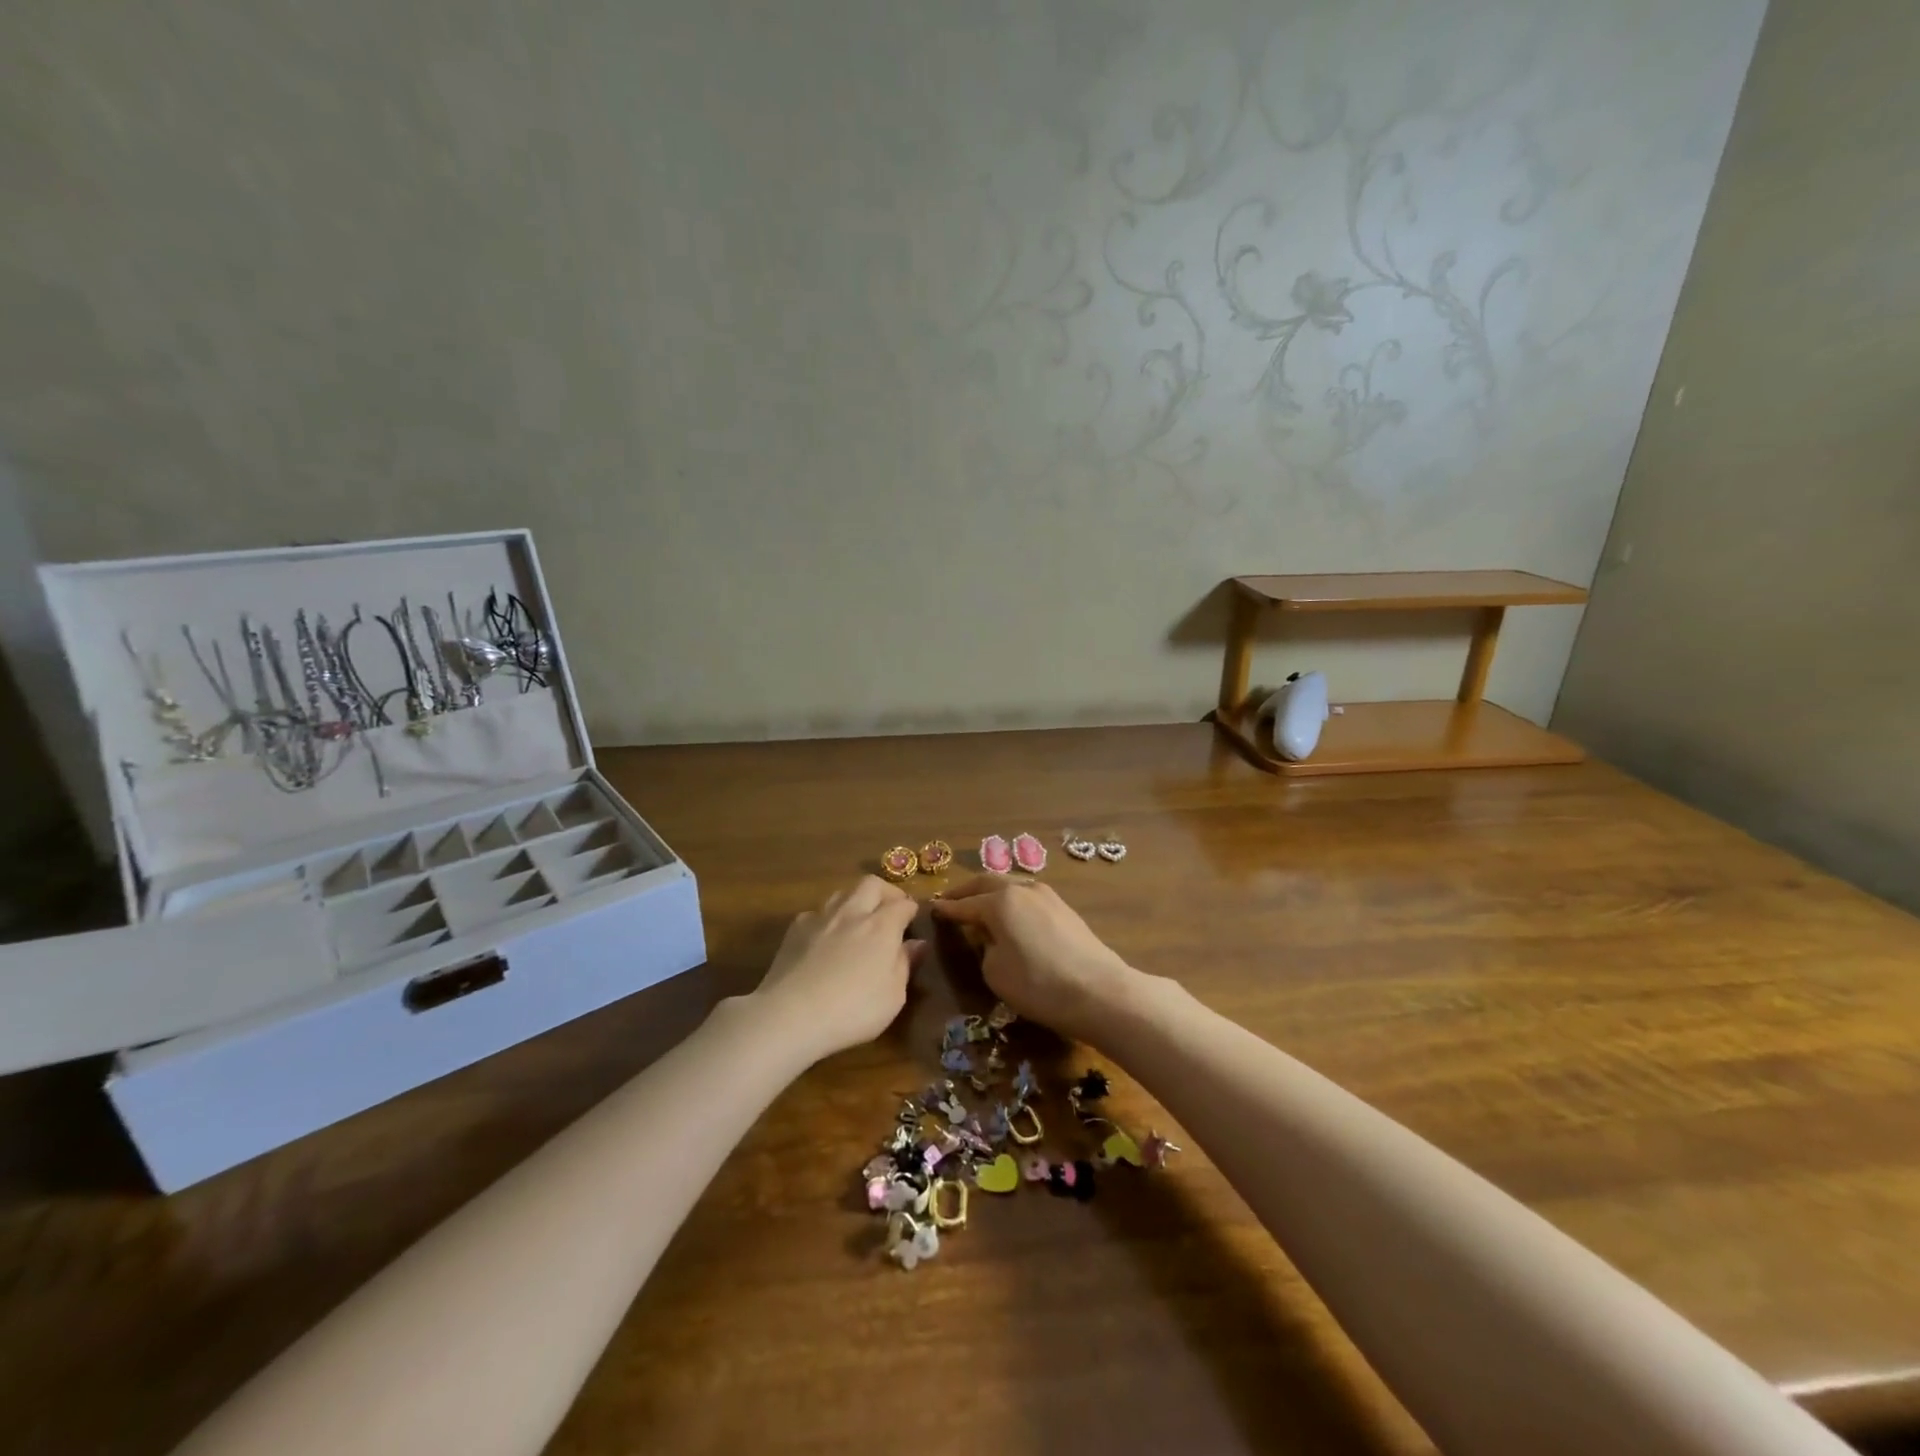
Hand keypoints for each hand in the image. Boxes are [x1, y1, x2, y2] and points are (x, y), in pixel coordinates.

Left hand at [750, 876, 924, 1061]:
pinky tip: (824, 939)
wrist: (791, 1015)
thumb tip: (917, 943)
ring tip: (858, 920)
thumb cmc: (853, 1010)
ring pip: (842, 893)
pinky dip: (826, 920)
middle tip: (889, 910)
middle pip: (872, 884)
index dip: (911, 909)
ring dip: (855, 900)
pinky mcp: (795, 930)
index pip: (903, 904)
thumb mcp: (894, 996)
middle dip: (885, 892)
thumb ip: (905, 964)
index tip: (914, 920)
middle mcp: (852, 913)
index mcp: (882, 926)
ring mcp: (821, 918)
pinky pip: (816, 913)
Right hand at [930, 878, 1135, 1041]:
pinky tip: (1010, 913)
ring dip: (992, 892)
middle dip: (967, 890)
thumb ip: (984, 947)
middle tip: (951, 899)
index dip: (948, 909)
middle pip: (987, 882)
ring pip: (1011, 884)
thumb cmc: (1038, 984)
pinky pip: (1028, 896)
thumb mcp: (995, 972)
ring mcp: (1047, 895)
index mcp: (1000, 901)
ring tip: (980, 904)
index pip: (965, 904)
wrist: (1099, 992)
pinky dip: (1012, 900)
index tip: (933, 909)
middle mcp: (1022, 889)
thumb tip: (990, 937)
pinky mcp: (1065, 908)